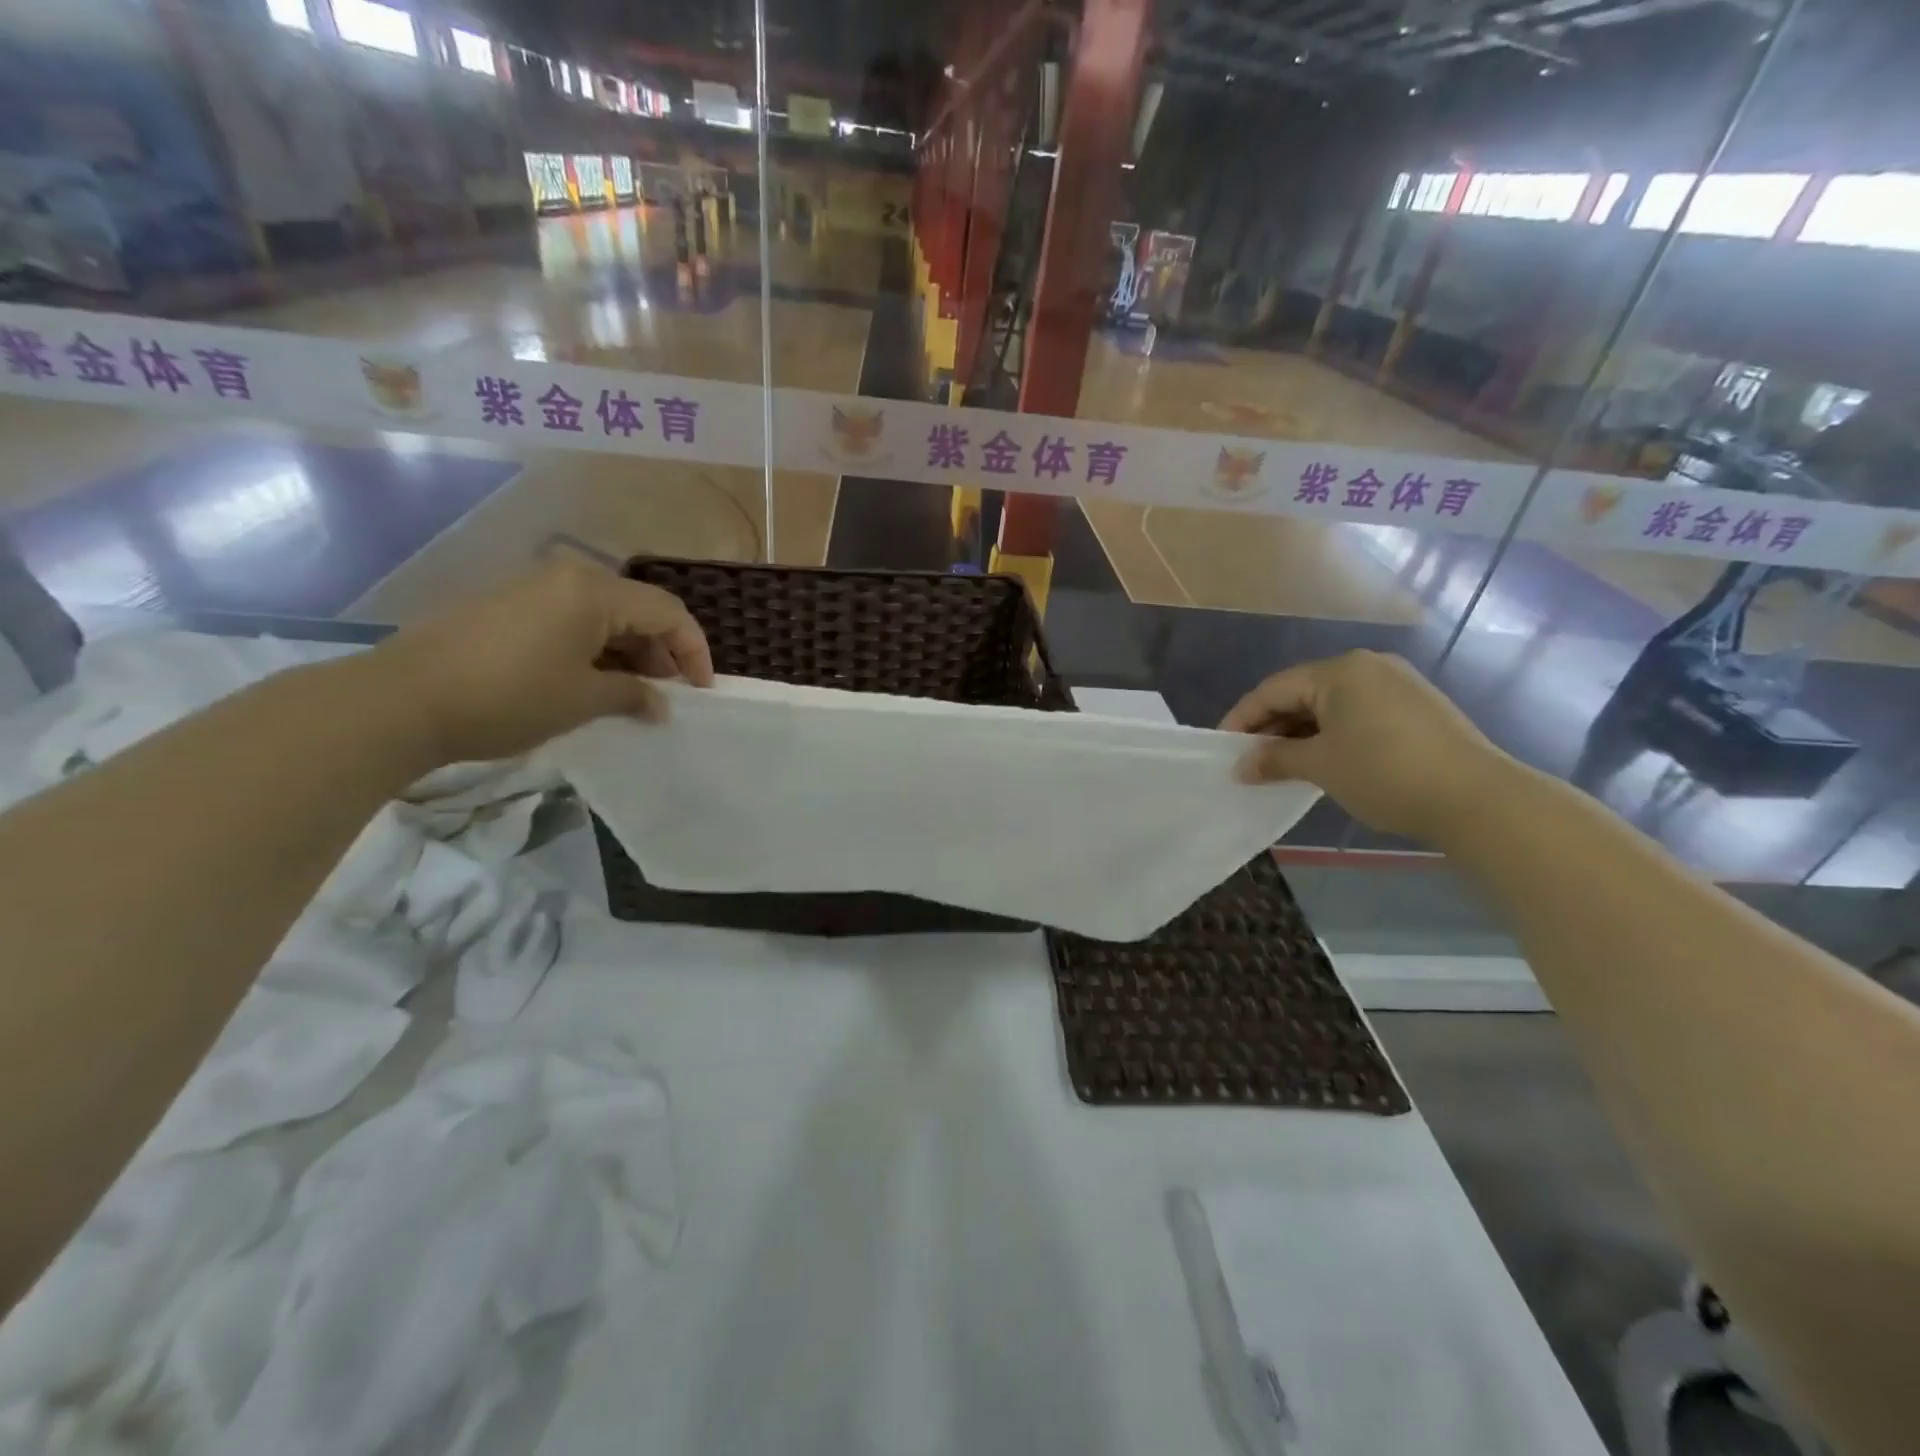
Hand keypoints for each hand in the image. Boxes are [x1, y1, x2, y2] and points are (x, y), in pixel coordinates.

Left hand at [368, 556, 714, 764]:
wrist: (401, 700)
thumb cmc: (508, 696)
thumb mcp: (583, 700)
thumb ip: (633, 695)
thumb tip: (659, 704)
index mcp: (594, 591)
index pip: (668, 612)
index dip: (694, 651)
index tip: (702, 691)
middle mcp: (567, 577)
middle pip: (637, 609)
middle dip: (661, 653)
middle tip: (666, 696)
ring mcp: (533, 589)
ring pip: (604, 616)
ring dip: (628, 654)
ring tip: (631, 696)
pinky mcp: (508, 607)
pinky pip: (571, 621)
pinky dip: (594, 650)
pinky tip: (590, 684)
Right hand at [1220, 650, 1507, 844]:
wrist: (1479, 799)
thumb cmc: (1386, 773)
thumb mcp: (1320, 766)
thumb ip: (1275, 759)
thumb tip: (1241, 767)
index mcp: (1340, 671)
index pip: (1273, 690)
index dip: (1243, 720)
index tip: (1223, 749)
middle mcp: (1367, 667)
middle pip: (1302, 694)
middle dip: (1272, 728)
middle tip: (1250, 761)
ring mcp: (1397, 685)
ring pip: (1331, 706)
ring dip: (1301, 734)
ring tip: (1282, 765)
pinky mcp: (1416, 707)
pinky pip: (1357, 714)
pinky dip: (1332, 735)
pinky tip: (1323, 761)